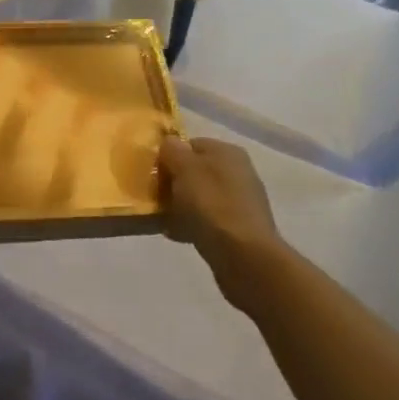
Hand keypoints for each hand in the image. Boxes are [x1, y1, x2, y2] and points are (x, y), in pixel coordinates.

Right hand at [160, 135, 282, 299]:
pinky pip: (208, 220)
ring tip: (164, 219)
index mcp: (227, 152)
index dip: (169, 156)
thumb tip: (170, 143)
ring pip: (200, 197)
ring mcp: (241, 201)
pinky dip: (192, 225)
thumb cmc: (211, 204)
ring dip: (180, 206)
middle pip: (195, 171)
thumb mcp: (184, 168)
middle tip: (156, 197)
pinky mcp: (239, 228)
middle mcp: (238, 172)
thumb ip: (173, 150)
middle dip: (174, 183)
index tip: (153, 173)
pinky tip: (178, 235)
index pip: (191, 144)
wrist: (244, 256)